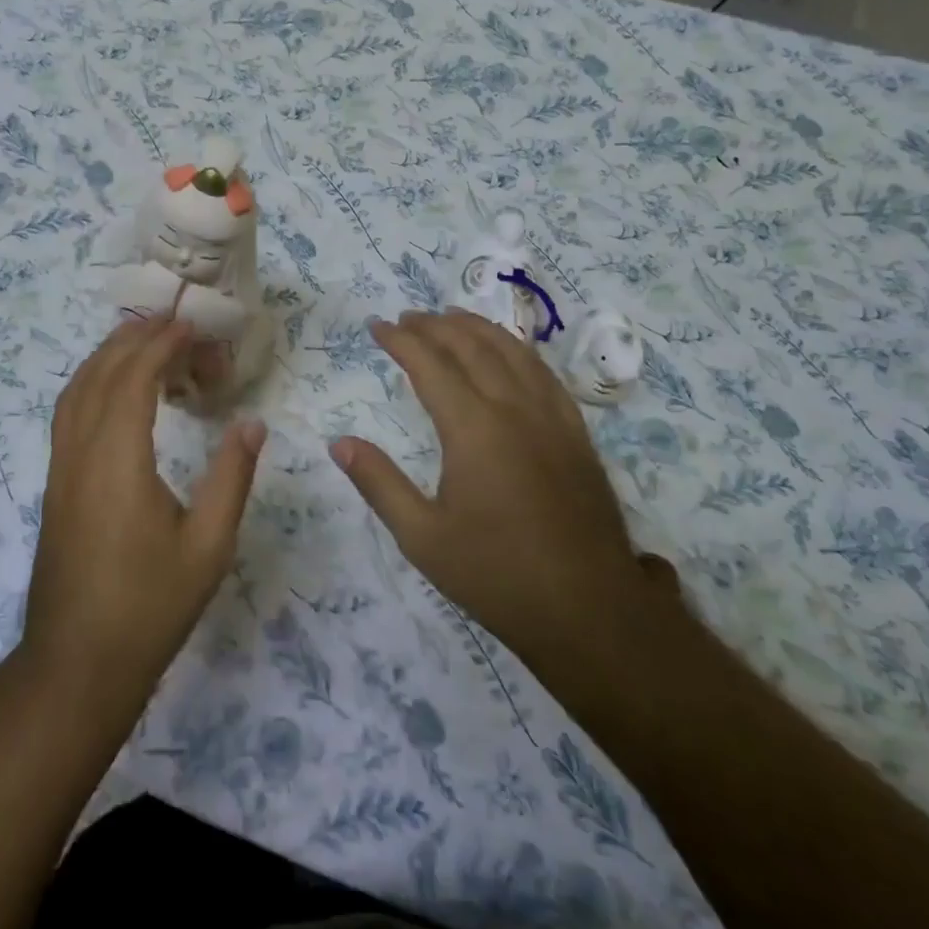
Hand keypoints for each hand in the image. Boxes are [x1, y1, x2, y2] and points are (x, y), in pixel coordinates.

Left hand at [22, 317, 265, 711]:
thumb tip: (252, 422)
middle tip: (175, 323)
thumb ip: (231, 478)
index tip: (191, 326)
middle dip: (136, 338)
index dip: (162, 344)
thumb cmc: (148, 608)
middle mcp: (81, 453)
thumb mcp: (207, 548)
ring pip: (76, 389)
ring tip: (146, 340)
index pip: (134, 378)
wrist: (76, 665)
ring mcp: (61, 468)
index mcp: (118, 461)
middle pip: (101, 373)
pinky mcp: (56, 484)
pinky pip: (68, 412)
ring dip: (108, 355)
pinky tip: (116, 390)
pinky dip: (92, 381)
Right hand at [330, 309, 669, 660]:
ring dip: (478, 327)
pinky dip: (517, 350)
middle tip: (407, 318)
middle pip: (471, 347)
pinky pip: (544, 373)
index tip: (377, 326)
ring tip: (452, 317)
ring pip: (512, 351)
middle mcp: (513, 408)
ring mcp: (551, 417)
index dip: (400, 340)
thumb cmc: (496, 574)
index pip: (429, 364)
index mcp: (473, 428)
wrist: (589, 611)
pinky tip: (509, 353)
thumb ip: (379, 483)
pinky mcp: (576, 434)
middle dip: (435, 325)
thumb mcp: (423, 537)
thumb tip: (339, 442)